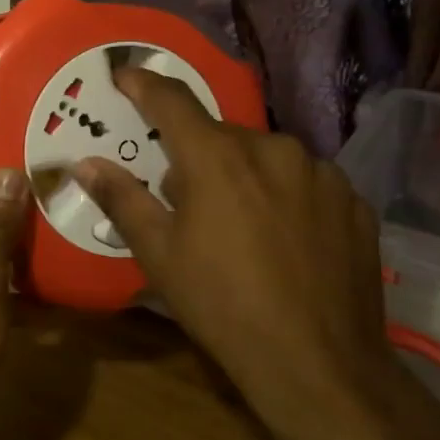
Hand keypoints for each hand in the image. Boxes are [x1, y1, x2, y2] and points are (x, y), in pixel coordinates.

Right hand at [73, 70, 393, 414]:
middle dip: (196, 156)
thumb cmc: (222, 305)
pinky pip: (304, 182)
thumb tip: (85, 163)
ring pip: (265, 157)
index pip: (171, 101)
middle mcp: (273, 149)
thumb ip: (122, 198)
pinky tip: (283, 240)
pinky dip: (284, 196)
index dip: (143, 83)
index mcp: (218, 157)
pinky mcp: (354, 201)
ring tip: (239, 227)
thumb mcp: (159, 254)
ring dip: (243, 175)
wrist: (319, 364)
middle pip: (220, 135)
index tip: (123, 75)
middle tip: (183, 200)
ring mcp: (321, 173)